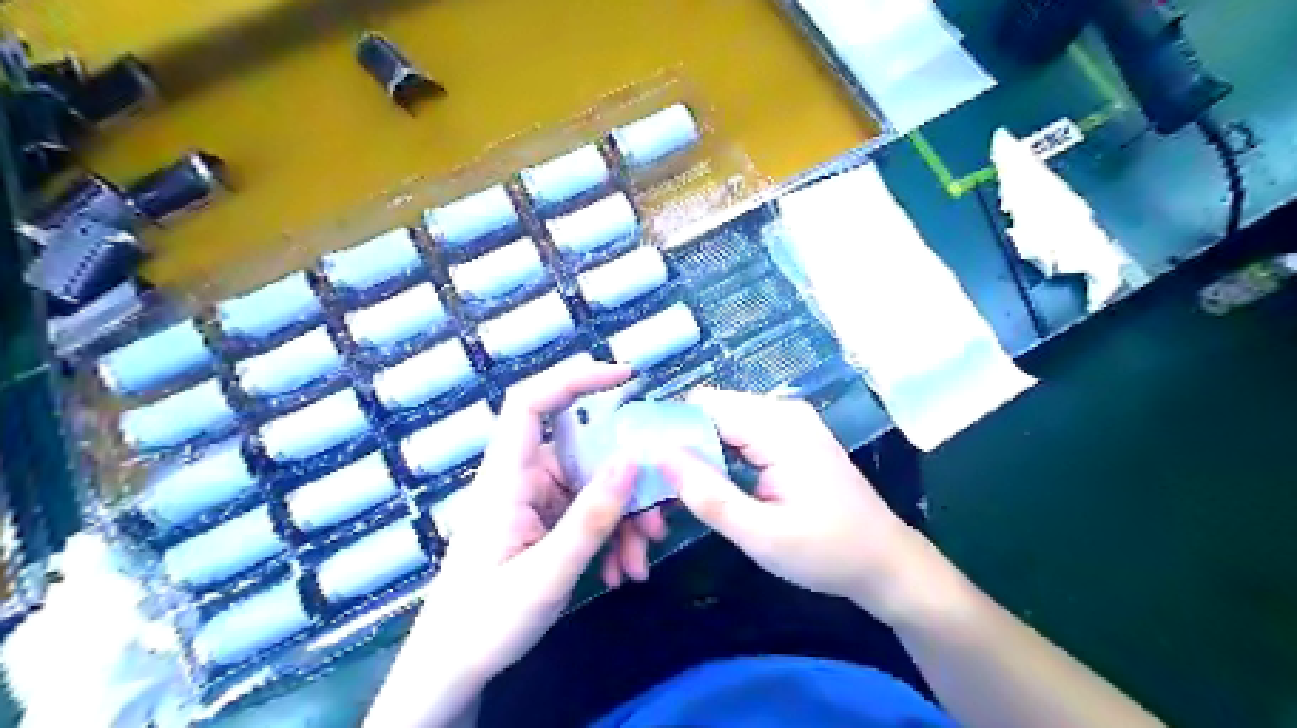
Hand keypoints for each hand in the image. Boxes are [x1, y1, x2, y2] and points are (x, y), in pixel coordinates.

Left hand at [415, 360, 646, 681]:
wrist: (454, 668)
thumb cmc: (484, 622)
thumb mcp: (546, 575)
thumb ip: (590, 519)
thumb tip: (632, 461)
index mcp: (506, 478)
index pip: (531, 404)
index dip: (574, 378)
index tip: (624, 376)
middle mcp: (523, 479)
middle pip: (584, 451)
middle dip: (627, 479)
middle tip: (659, 514)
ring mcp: (537, 501)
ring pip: (595, 484)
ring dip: (626, 517)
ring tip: (639, 560)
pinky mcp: (547, 521)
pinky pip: (591, 511)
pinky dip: (614, 534)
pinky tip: (622, 570)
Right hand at [664, 391, 927, 621]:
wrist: (886, 563)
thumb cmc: (827, 553)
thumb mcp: (760, 535)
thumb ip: (707, 494)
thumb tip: (657, 455)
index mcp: (778, 427)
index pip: (702, 406)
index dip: (668, 432)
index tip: (644, 468)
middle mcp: (782, 411)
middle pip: (710, 410)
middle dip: (681, 444)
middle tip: (662, 489)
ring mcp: (788, 421)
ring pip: (722, 422)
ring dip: (698, 452)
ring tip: (683, 491)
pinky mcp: (790, 436)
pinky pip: (740, 434)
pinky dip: (719, 455)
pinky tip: (713, 486)